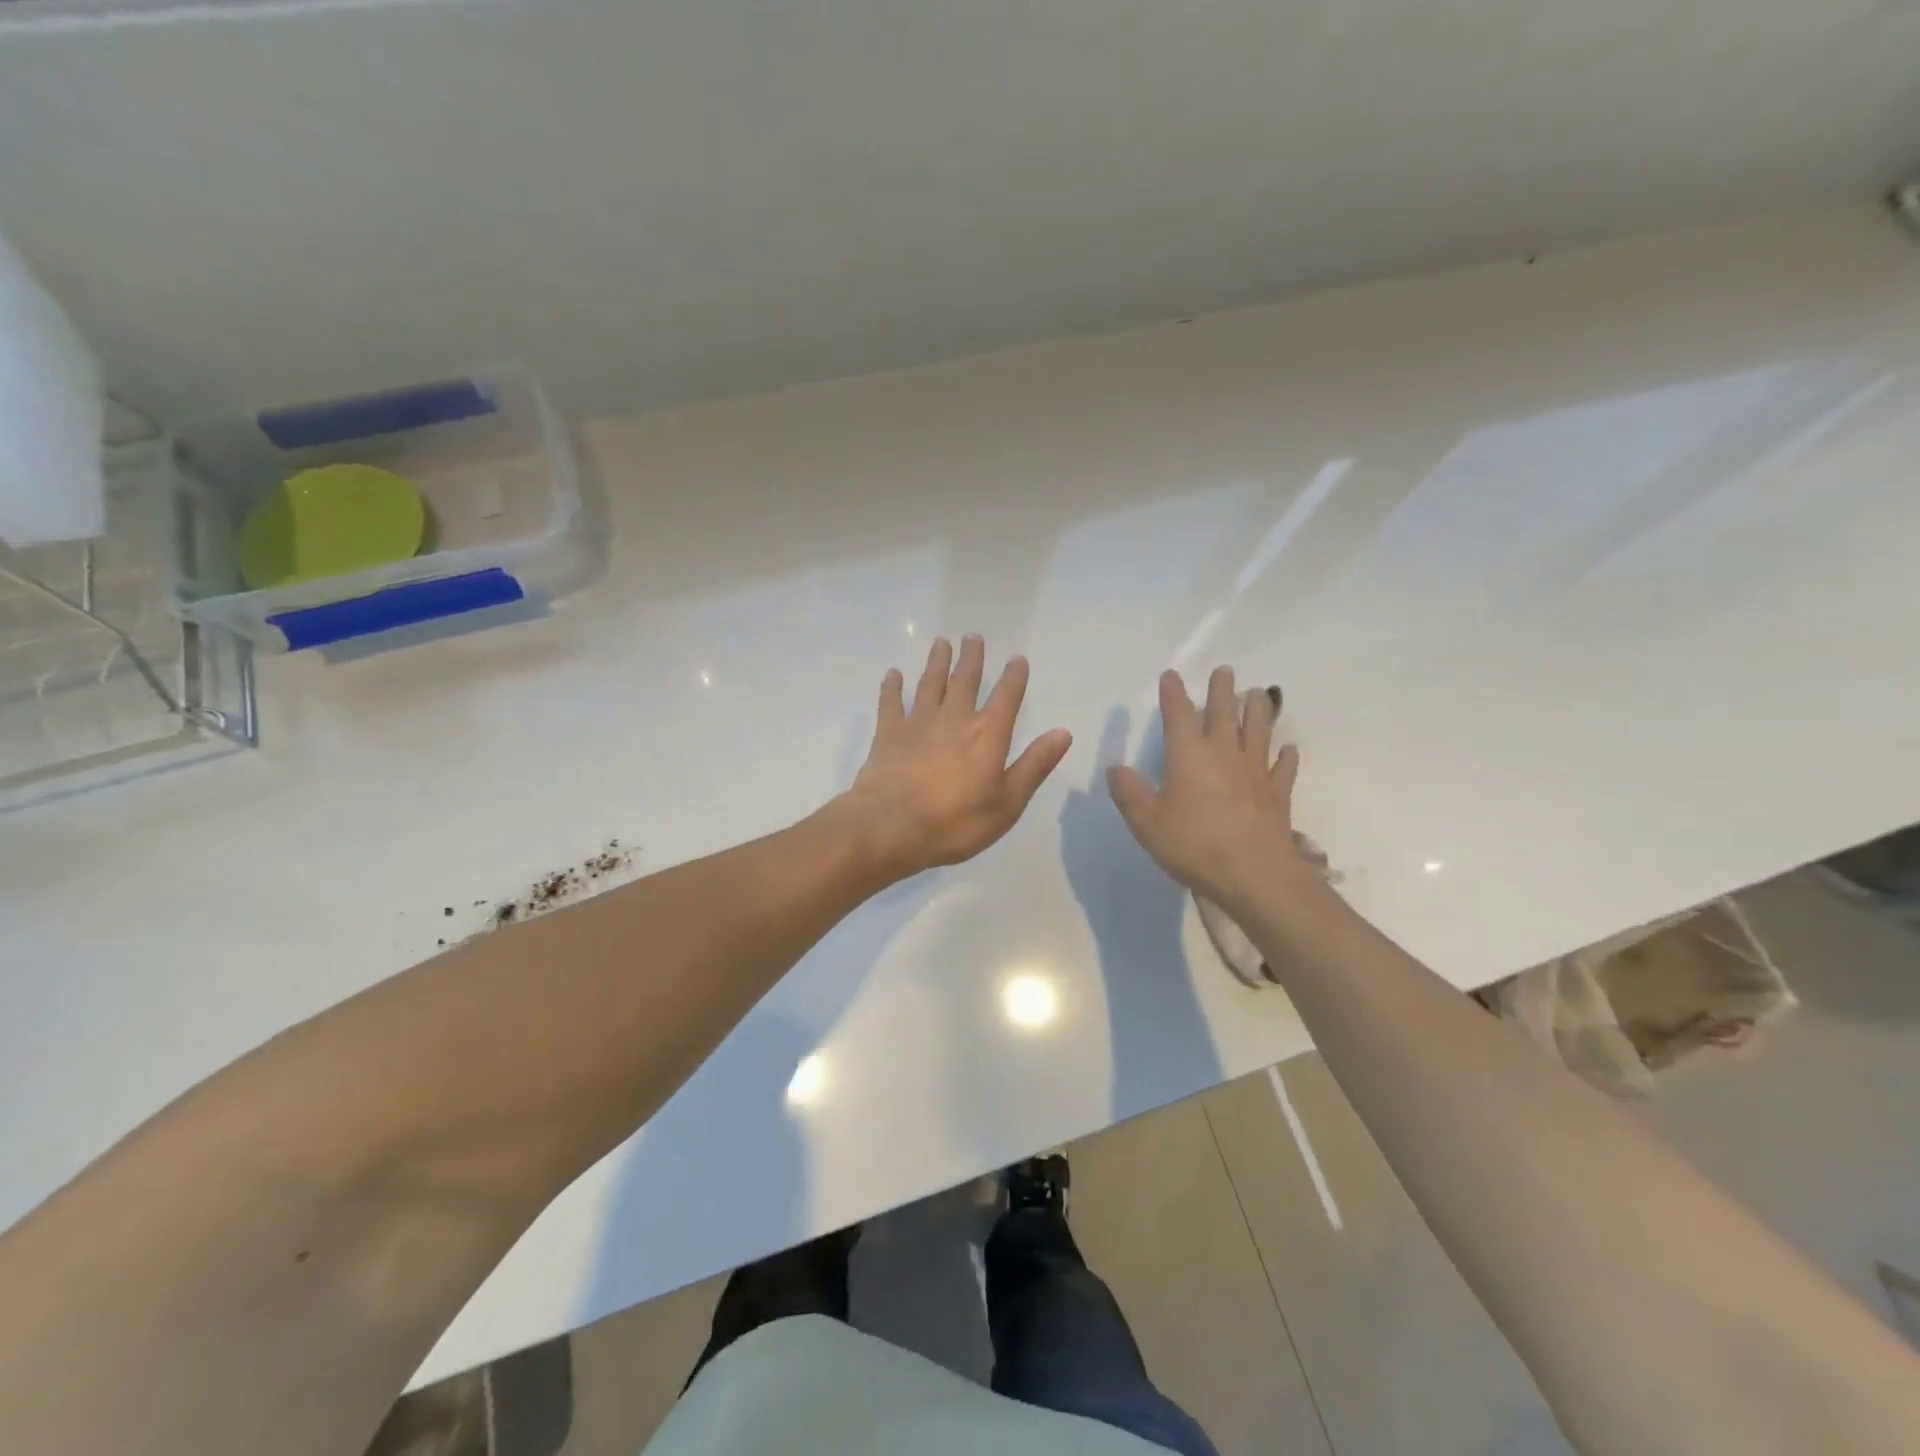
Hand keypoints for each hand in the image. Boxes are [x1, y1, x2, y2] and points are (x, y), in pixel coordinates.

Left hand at [841, 634, 1072, 879]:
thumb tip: (1063, 732)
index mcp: (987, 735)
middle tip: (973, 636)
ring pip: (930, 684)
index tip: (1017, 659)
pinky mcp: (888, 734)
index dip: (1014, 678)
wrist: (891, 826)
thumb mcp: (1007, 802)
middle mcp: (954, 719)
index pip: (1006, 698)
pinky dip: (892, 687)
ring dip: (937, 662)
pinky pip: (890, 702)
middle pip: (965, 680)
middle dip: (971, 658)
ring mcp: (918, 723)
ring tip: (941, 642)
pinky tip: (893, 674)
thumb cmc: (955, 821)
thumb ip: (1034, 765)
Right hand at [1107, 667, 1314, 911]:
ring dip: (1258, 710)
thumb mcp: (1146, 822)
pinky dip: (1285, 756)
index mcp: (1188, 755)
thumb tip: (1116, 768)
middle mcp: (1224, 753)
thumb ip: (1129, 792)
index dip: (1173, 694)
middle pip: (1224, 713)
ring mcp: (1255, 772)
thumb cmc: (1193, 843)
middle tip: (1225, 670)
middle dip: (1221, 690)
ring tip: (1258, 693)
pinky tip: (1288, 749)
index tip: (1172, 675)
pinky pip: (1283, 767)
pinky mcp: (1277, 794)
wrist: (1253, 873)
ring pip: (1258, 731)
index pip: (1178, 715)